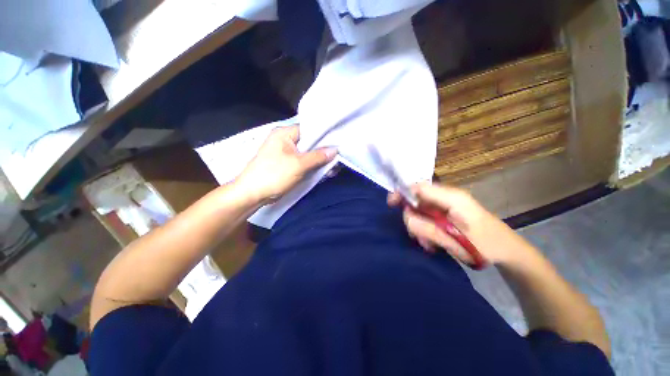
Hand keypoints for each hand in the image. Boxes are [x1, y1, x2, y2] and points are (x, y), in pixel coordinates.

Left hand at [236, 125, 336, 203]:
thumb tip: (335, 150)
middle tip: (338, 156)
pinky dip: (313, 166)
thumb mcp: (298, 164)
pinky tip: (325, 170)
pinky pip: (304, 162)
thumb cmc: (274, 175)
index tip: (338, 142)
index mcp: (284, 133)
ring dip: (319, 160)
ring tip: (334, 165)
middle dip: (324, 150)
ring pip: (308, 153)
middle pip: (310, 142)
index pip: (309, 129)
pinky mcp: (288, 164)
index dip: (324, 135)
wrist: (253, 194)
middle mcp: (285, 140)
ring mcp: (286, 153)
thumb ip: (318, 156)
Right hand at [388, 182, 531, 265]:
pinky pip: (427, 217)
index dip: (402, 192)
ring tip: (429, 244)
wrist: (508, 252)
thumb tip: (406, 217)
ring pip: (420, 211)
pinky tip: (433, 242)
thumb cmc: (486, 246)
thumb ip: (427, 228)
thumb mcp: (455, 240)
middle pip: (416, 200)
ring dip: (419, 227)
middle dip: (413, 218)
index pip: (419, 186)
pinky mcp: (446, 214)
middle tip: (420, 238)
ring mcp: (446, 205)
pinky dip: (425, 230)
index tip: (391, 204)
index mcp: (452, 197)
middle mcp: (447, 197)